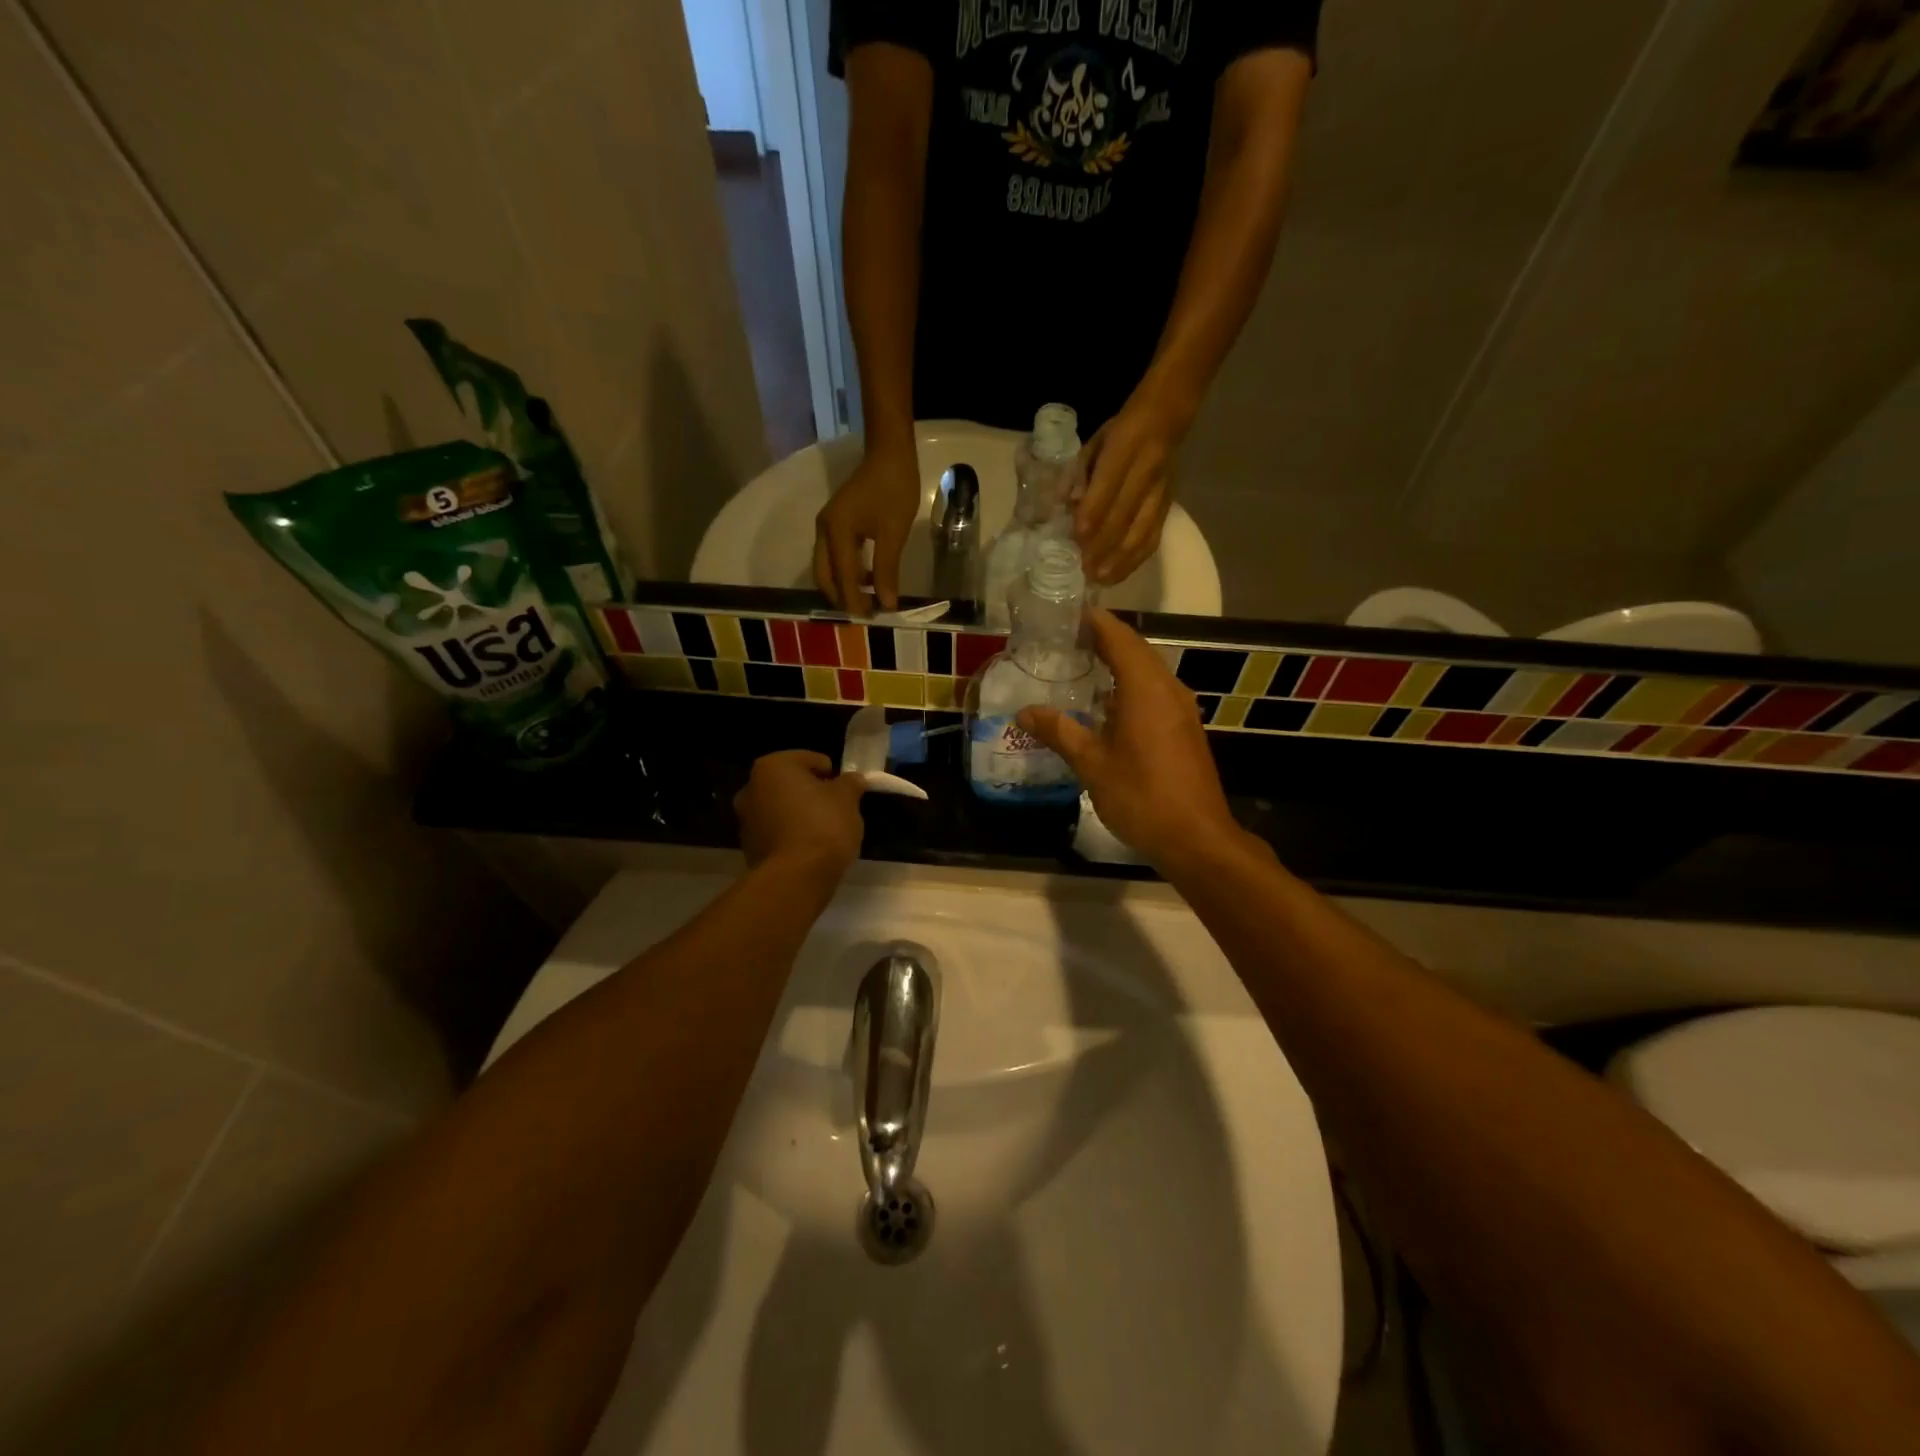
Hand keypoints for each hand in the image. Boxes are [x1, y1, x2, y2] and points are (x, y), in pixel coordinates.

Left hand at [734, 751, 868, 876]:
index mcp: (773, 766)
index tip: (845, 790)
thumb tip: (853, 779)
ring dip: (799, 814)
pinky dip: (791, 835)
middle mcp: (751, 787)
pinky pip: (776, 832)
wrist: (796, 877)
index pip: (809, 759)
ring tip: (824, 831)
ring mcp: (745, 819)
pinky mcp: (748, 847)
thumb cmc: (823, 825)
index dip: (831, 773)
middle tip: (836, 808)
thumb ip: (850, 783)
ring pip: (780, 808)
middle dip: (811, 793)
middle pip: (790, 783)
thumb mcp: (847, 798)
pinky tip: (810, 848)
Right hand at [814, 439, 921, 614]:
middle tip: (863, 615)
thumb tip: (886, 604)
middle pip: (824, 576)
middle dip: (841, 598)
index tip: (869, 621)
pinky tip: (867, 579)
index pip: (842, 577)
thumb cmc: (894, 490)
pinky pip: (835, 556)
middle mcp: (824, 531)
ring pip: (827, 567)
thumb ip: (887, 571)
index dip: (854, 601)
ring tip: (866, 602)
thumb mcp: (893, 534)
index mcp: (836, 533)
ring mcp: (827, 526)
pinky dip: (846, 572)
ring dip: (843, 586)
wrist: (889, 453)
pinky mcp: (836, 523)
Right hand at [1016, 609, 1240, 868]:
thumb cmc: (1141, 796)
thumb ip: (1059, 731)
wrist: (1196, 838)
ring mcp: (1182, 709)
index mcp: (1146, 689)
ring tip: (1083, 664)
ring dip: (1119, 662)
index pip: (1119, 637)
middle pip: (1137, 650)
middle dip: (1104, 639)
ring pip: (1149, 671)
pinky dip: (1131, 685)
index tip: (1068, 613)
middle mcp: (1168, 689)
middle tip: (1066, 638)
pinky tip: (1108, 704)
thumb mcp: (1092, 764)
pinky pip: (1156, 692)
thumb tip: (1024, 712)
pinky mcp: (1185, 729)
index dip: (1095, 621)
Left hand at [1073, 396, 1182, 585]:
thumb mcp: (1094, 442)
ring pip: (1142, 530)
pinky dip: (1137, 558)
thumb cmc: (1120, 433)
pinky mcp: (1168, 505)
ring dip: (1120, 559)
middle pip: (1124, 514)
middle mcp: (1146, 471)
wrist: (1165, 419)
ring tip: (1100, 578)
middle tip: (1084, 568)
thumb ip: (1079, 472)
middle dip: (1103, 545)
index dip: (1093, 514)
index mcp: (1125, 448)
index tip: (1077, 538)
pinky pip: (1154, 536)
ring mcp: (1160, 491)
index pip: (1108, 485)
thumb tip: (1067, 503)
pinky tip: (1120, 573)